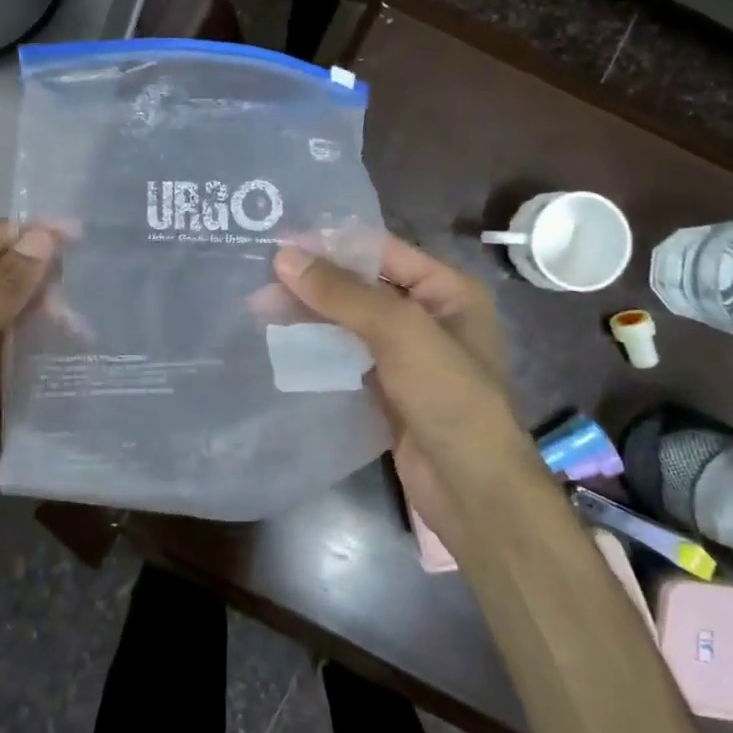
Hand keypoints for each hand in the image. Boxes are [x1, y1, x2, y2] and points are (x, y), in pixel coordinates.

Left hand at [0, 221, 55, 556]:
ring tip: (78, 322)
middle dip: (32, 275)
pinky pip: (3, 342)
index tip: (76, 233)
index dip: (22, 235)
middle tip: (79, 286)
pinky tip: (63, 342)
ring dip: (37, 308)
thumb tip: (44, 236)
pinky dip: (32, 337)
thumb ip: (2, 283)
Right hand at [273, 235, 529, 551]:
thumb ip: (342, 293)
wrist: (473, 491)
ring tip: (259, 306)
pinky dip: (317, 347)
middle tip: (259, 277)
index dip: (331, 244)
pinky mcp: (387, 388)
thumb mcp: (400, 332)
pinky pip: (346, 356)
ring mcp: (407, 355)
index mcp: (447, 290)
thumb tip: (283, 257)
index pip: (381, 251)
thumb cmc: (448, 396)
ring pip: (349, 322)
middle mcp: (428, 315)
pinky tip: (281, 341)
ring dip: (310, 314)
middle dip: (314, 281)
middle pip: (362, 286)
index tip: (278, 241)